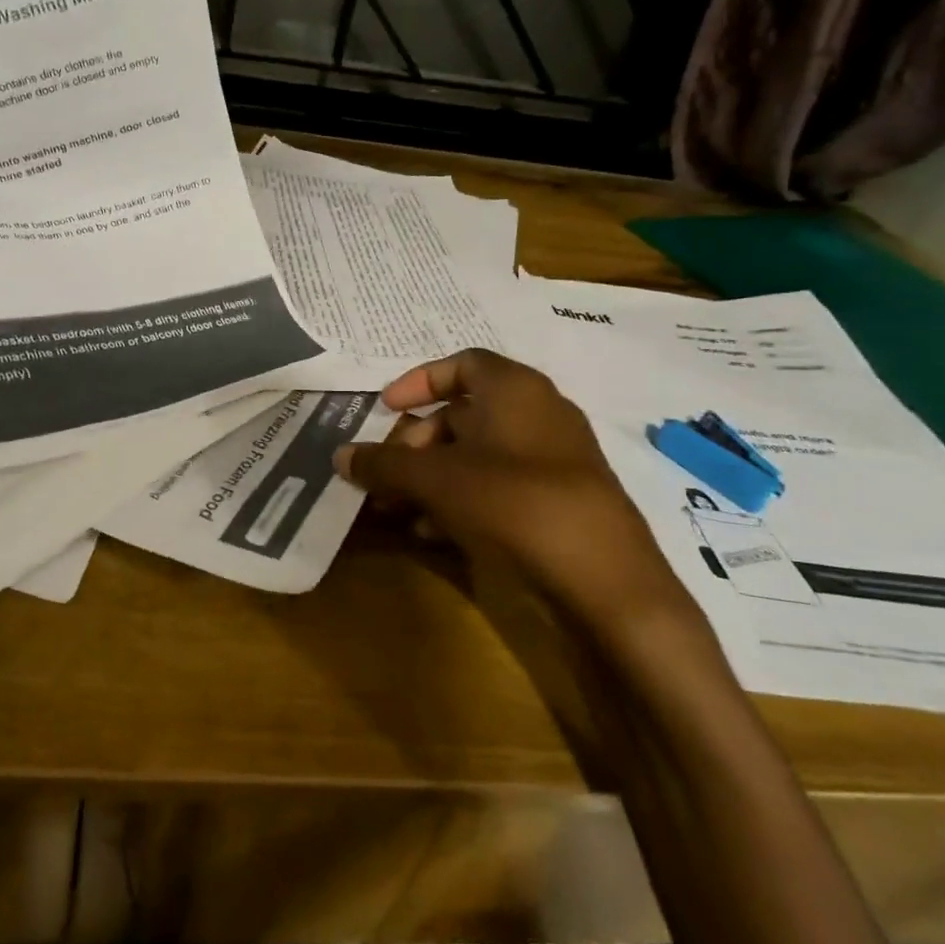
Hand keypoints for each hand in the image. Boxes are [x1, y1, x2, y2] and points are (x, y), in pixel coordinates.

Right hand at [335, 349, 694, 631]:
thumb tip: (340, 456)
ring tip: (397, 509)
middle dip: (415, 443)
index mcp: (514, 389)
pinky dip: (461, 499)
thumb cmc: (513, 503)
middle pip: (462, 414)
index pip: (460, 363)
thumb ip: (384, 465)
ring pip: (477, 454)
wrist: (604, 580)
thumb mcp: (436, 480)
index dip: (417, 382)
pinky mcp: (561, 499)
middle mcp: (538, 413)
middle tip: (384, 475)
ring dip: (431, 477)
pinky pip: (499, 485)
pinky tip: (432, 532)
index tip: (385, 409)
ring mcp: (554, 458)